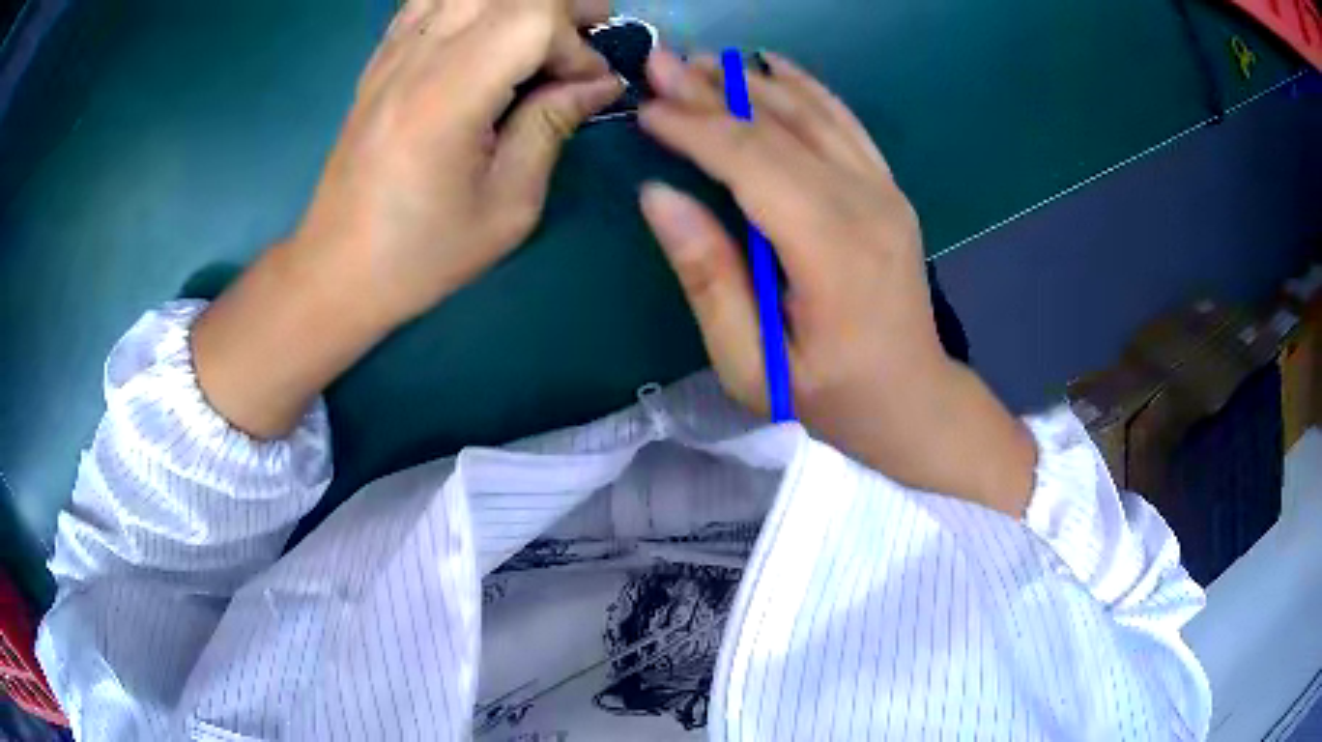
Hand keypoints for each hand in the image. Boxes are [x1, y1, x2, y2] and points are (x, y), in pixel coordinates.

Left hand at [294, 0, 622, 325]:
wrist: (337, 267)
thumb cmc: (423, 251)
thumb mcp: (507, 206)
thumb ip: (552, 126)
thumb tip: (598, 84)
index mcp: (448, 97)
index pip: (531, 19)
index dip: (574, 45)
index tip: (589, 88)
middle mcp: (417, 58)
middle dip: (560, 4)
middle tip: (591, 31)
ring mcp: (392, 53)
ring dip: (518, 1)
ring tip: (545, 27)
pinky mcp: (380, 59)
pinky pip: (428, 1)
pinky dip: (471, 4)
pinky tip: (488, 28)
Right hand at [638, 50, 1035, 513]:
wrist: (913, 398)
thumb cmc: (830, 396)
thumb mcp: (752, 363)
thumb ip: (708, 277)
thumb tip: (657, 196)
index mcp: (831, 250)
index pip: (751, 162)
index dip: (694, 128)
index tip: (645, 108)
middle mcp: (865, 203)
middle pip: (777, 128)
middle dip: (710, 91)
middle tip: (658, 61)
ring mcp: (885, 190)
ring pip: (810, 114)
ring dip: (749, 81)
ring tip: (698, 59)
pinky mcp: (889, 188)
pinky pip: (845, 122)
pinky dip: (806, 87)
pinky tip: (773, 65)